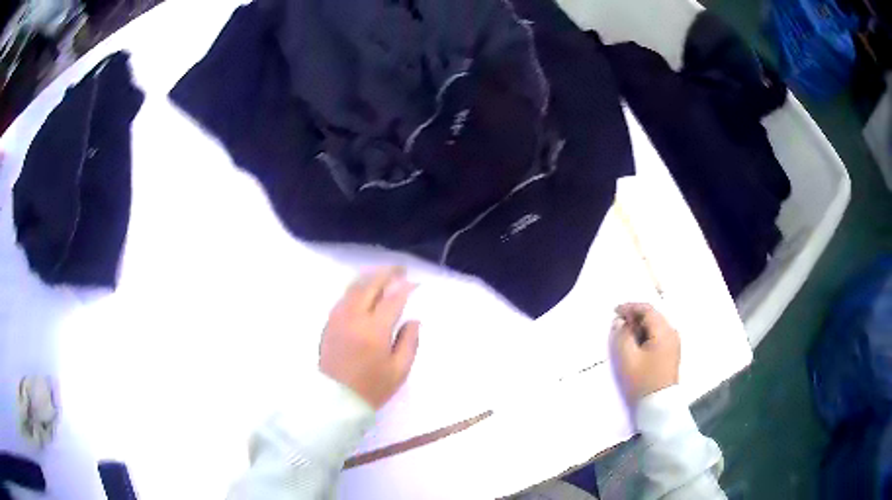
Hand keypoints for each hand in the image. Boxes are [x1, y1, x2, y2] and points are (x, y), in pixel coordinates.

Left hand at [319, 266, 419, 408]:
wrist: (336, 400)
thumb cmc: (371, 388)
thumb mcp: (399, 370)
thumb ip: (409, 342)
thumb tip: (413, 320)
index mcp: (374, 330)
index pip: (392, 299)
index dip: (405, 288)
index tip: (415, 283)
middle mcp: (354, 318)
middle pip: (370, 285)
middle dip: (386, 274)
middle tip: (400, 270)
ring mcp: (338, 318)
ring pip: (353, 287)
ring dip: (370, 277)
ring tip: (383, 275)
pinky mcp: (329, 323)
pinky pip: (344, 297)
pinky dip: (356, 287)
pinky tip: (364, 290)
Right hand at [611, 303, 680, 402]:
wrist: (659, 405)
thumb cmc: (643, 381)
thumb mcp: (627, 358)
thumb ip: (622, 336)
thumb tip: (620, 322)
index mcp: (664, 332)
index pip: (647, 310)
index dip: (630, 307)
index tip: (615, 312)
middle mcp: (672, 333)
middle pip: (653, 316)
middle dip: (635, 317)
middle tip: (619, 325)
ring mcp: (674, 343)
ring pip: (655, 326)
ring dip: (640, 326)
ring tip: (626, 336)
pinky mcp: (671, 352)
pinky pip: (658, 335)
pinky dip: (646, 335)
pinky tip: (637, 344)